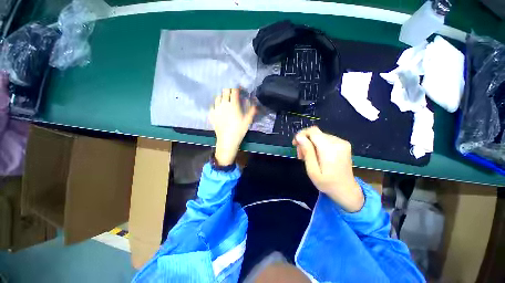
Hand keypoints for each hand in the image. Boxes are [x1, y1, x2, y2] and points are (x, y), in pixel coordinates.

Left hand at [209, 88, 255, 165]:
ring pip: (218, 97)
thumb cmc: (239, 130)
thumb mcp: (248, 120)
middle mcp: (224, 104)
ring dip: (222, 96)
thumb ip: (252, 110)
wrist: (227, 139)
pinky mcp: (211, 114)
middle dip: (230, 90)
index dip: (237, 88)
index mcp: (233, 104)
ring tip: (226, 100)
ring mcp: (216, 108)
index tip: (240, 89)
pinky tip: (219, 108)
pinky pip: (213, 105)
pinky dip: (216, 104)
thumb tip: (255, 102)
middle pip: (225, 91)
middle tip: (233, 94)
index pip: (234, 91)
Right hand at [293, 126, 363, 211]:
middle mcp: (338, 142)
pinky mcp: (343, 144)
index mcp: (330, 149)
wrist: (346, 190)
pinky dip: (318, 144)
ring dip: (311, 144)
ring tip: (308, 157)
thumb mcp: (312, 170)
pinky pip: (325, 139)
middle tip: (301, 156)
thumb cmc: (327, 183)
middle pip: (315, 133)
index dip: (301, 135)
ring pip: (319, 135)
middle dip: (305, 141)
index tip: (295, 145)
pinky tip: (317, 155)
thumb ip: (307, 151)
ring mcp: (342, 142)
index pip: (313, 131)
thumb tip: (299, 136)